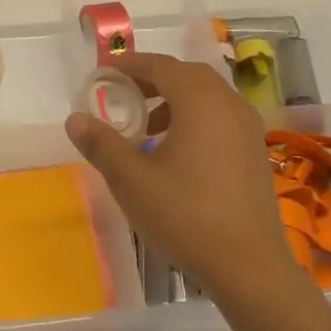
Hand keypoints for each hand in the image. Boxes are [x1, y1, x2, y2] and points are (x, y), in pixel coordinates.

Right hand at [64, 52, 299, 298]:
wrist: (247, 265)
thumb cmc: (185, 215)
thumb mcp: (131, 179)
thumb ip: (101, 144)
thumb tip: (75, 118)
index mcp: (200, 102)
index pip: (161, 66)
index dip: (130, 65)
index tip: (102, 73)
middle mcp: (229, 105)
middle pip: (187, 76)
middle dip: (152, 79)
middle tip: (122, 95)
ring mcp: (248, 129)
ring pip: (207, 97)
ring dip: (174, 100)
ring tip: (144, 127)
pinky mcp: (255, 153)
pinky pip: (220, 118)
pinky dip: (194, 119)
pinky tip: (175, 152)